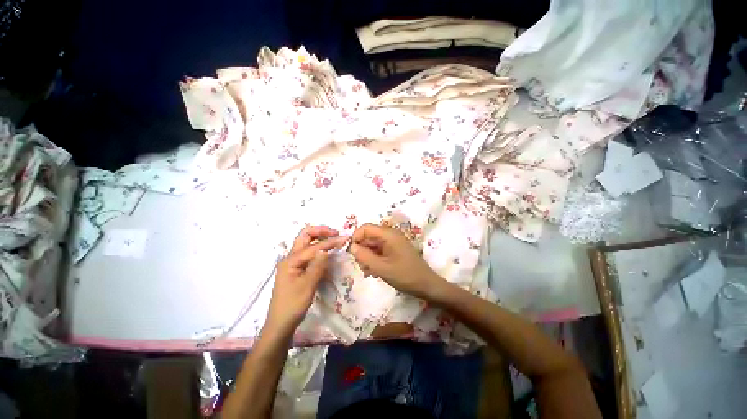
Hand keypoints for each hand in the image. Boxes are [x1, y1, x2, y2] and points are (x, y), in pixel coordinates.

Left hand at [266, 226, 347, 332]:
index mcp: (291, 260)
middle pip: (305, 236)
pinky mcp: (297, 269)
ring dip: (319, 237)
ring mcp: (293, 263)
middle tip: (335, 233)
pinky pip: (308, 253)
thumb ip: (317, 266)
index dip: (330, 242)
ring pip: (306, 243)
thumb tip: (326, 249)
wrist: (281, 323)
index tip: (345, 238)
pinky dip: (318, 248)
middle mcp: (290, 258)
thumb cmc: (293, 305)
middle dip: (320, 231)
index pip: (314, 247)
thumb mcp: (307, 286)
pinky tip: (326, 251)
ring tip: (333, 238)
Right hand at [349, 223, 444, 299]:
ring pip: (373, 244)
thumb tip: (351, 246)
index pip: (366, 228)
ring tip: (367, 271)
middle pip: (369, 236)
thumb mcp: (381, 268)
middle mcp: (390, 235)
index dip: (356, 237)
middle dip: (362, 250)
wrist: (426, 285)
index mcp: (388, 234)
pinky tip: (374, 272)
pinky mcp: (395, 250)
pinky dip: (374, 259)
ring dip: (367, 256)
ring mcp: (393, 242)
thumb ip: (364, 256)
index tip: (351, 252)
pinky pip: (380, 250)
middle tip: (361, 266)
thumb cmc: (404, 275)